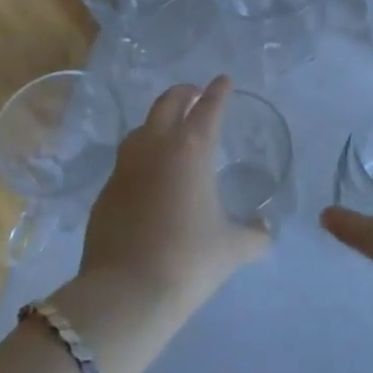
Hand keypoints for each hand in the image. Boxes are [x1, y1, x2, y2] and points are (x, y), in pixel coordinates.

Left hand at [78, 76, 268, 307]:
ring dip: (157, 120)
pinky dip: (141, 156)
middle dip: (183, 94)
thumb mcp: (232, 248)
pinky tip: (148, 175)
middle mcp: (156, 148)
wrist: (126, 292)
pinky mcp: (105, 191)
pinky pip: (126, 161)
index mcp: (192, 150)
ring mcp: (125, 167)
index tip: (224, 80)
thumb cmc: (189, 260)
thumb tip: (266, 230)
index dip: (218, 92)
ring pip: (141, 128)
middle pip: (168, 103)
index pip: (208, 108)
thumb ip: (254, 234)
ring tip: (169, 129)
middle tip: (195, 94)